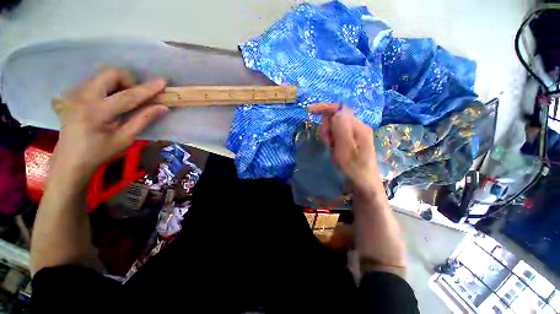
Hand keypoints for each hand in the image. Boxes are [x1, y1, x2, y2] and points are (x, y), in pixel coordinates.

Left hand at [51, 67, 167, 175]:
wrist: (70, 160)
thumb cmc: (99, 152)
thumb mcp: (125, 139)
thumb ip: (143, 120)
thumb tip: (162, 107)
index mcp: (96, 112)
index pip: (127, 96)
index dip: (147, 89)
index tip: (162, 82)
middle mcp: (83, 97)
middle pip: (109, 74)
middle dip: (128, 80)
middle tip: (137, 96)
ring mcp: (76, 94)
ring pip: (102, 75)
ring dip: (119, 83)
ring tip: (125, 100)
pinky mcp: (74, 95)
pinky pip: (96, 81)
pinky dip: (110, 86)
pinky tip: (112, 101)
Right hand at [307, 104, 380, 194]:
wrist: (365, 185)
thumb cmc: (354, 170)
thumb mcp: (345, 151)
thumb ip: (341, 129)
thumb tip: (337, 111)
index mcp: (359, 127)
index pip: (340, 109)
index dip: (324, 108)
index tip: (309, 111)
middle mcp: (359, 127)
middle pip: (336, 117)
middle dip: (326, 127)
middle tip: (327, 143)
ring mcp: (356, 134)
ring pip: (335, 126)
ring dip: (328, 134)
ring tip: (330, 148)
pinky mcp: (352, 140)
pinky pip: (337, 133)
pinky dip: (331, 139)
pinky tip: (332, 148)